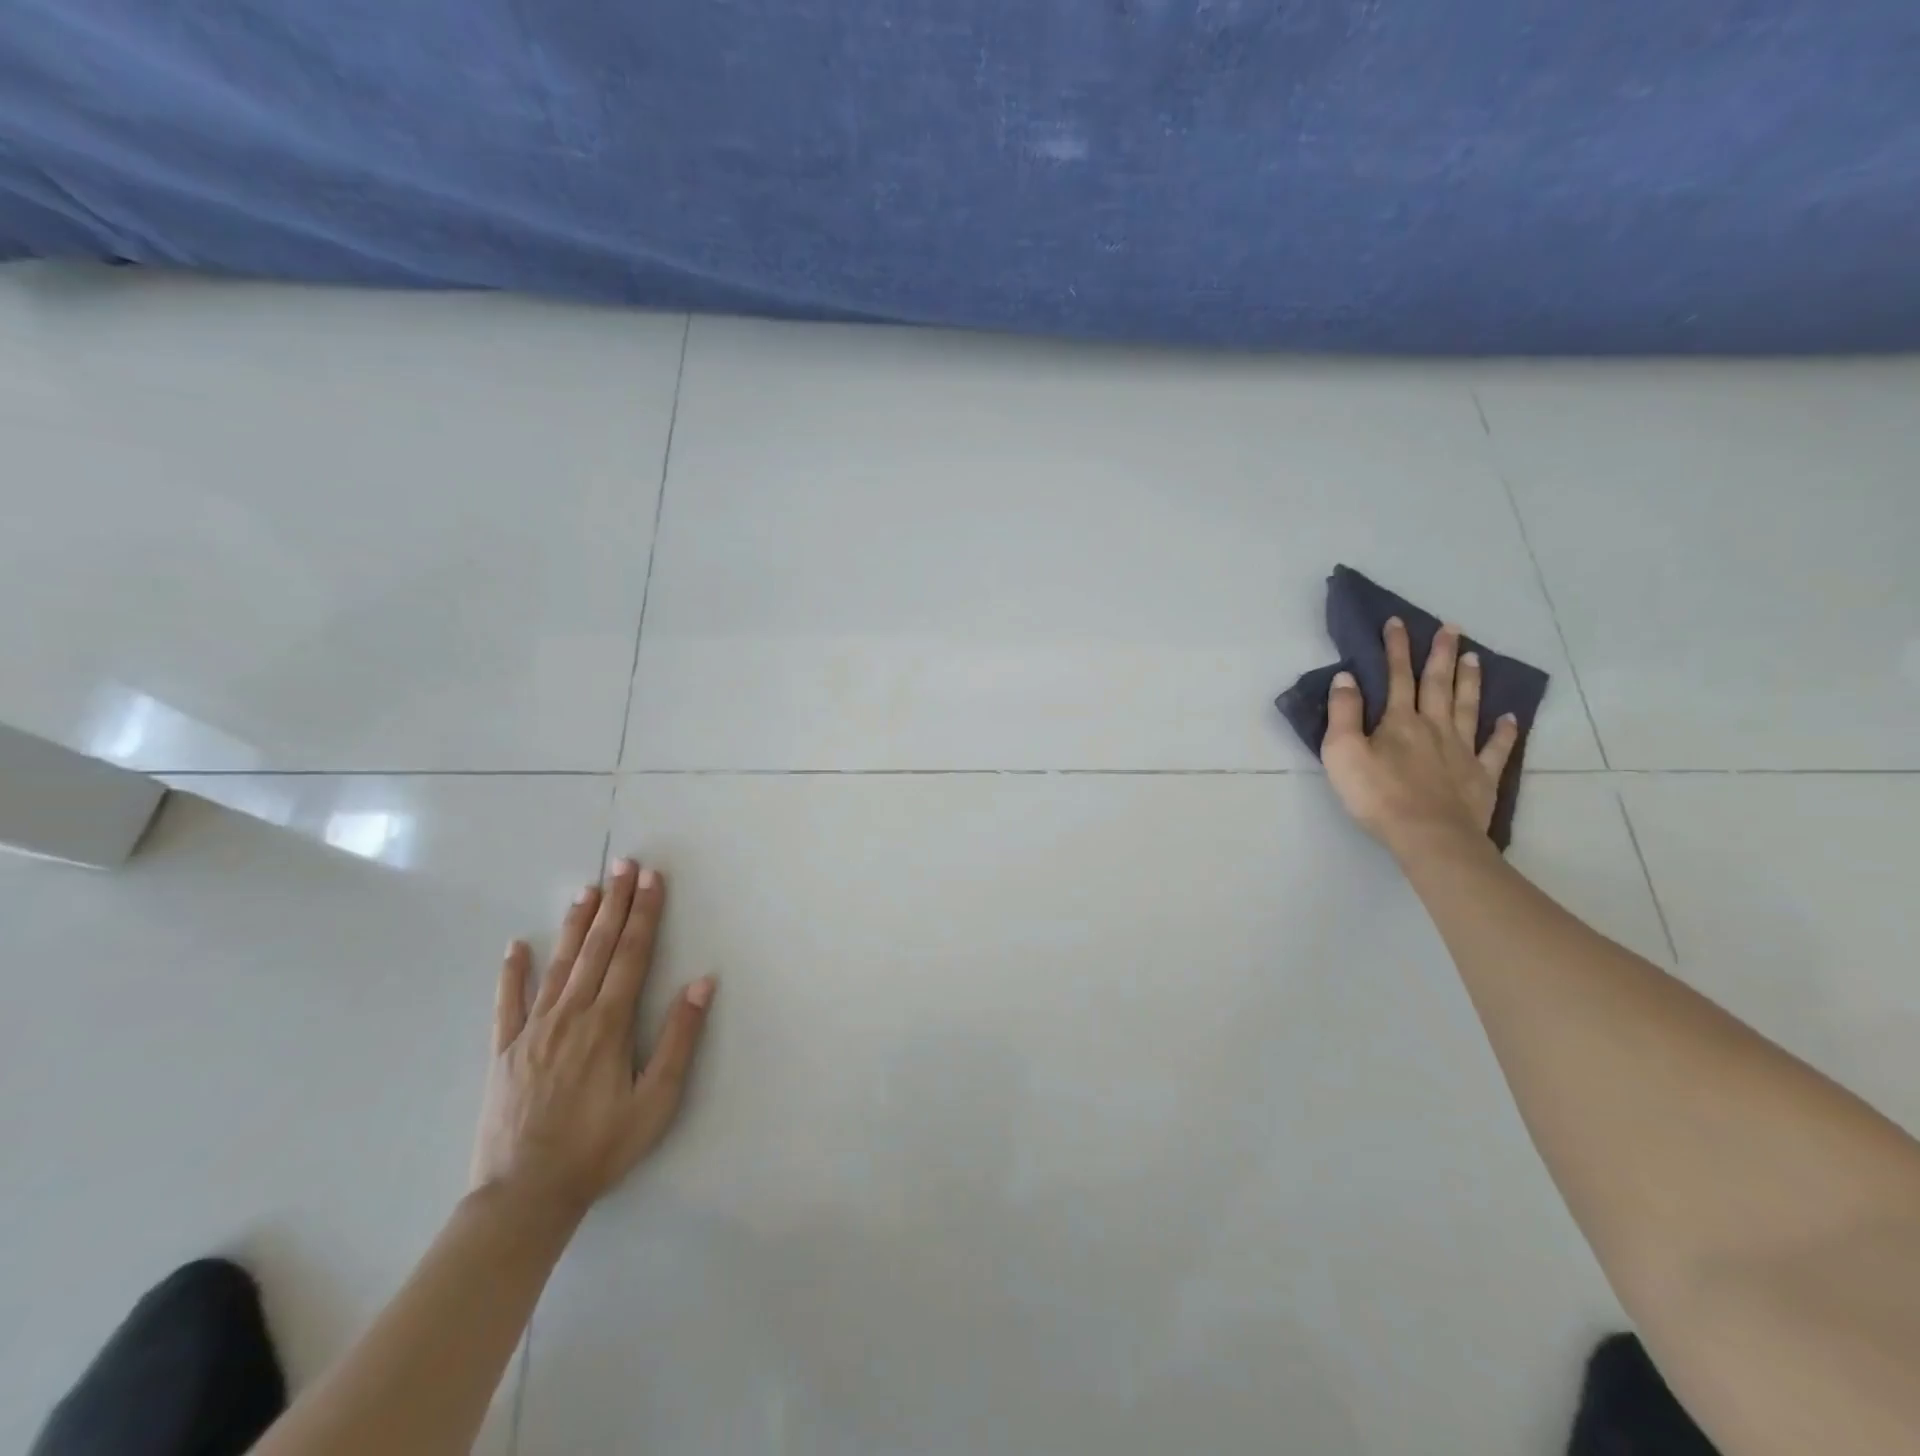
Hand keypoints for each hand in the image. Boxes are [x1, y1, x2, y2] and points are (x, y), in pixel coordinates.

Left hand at [472, 858, 715, 1218]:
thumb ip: (679, 1038)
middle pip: (596, 948)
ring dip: (575, 924)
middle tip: (624, 865)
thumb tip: (702, 982)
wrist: (523, 1197)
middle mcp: (570, 1015)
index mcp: (608, 1024)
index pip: (631, 954)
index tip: (652, 879)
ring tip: (588, 889)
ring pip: (558, 964)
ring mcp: (531, 1030)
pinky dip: (512, 972)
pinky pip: (507, 1003)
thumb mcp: (656, 1101)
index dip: (644, 914)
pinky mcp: (503, 1051)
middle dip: (614, 903)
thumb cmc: (599, 1148)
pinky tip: (516, 946)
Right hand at [1322, 618, 1519, 851]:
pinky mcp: (1480, 776)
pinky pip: (1495, 748)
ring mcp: (1462, 750)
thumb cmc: (1376, 794)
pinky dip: (1504, 732)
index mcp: (1398, 721)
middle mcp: (1433, 727)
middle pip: (1438, 684)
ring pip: (1468, 707)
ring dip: (1470, 681)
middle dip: (1440, 654)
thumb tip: (1346, 676)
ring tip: (1474, 657)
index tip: (1397, 622)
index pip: (1396, 677)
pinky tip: (1510, 718)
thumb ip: (1343, 713)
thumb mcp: (1342, 751)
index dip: (1395, 649)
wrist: (1428, 835)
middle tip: (1450, 628)